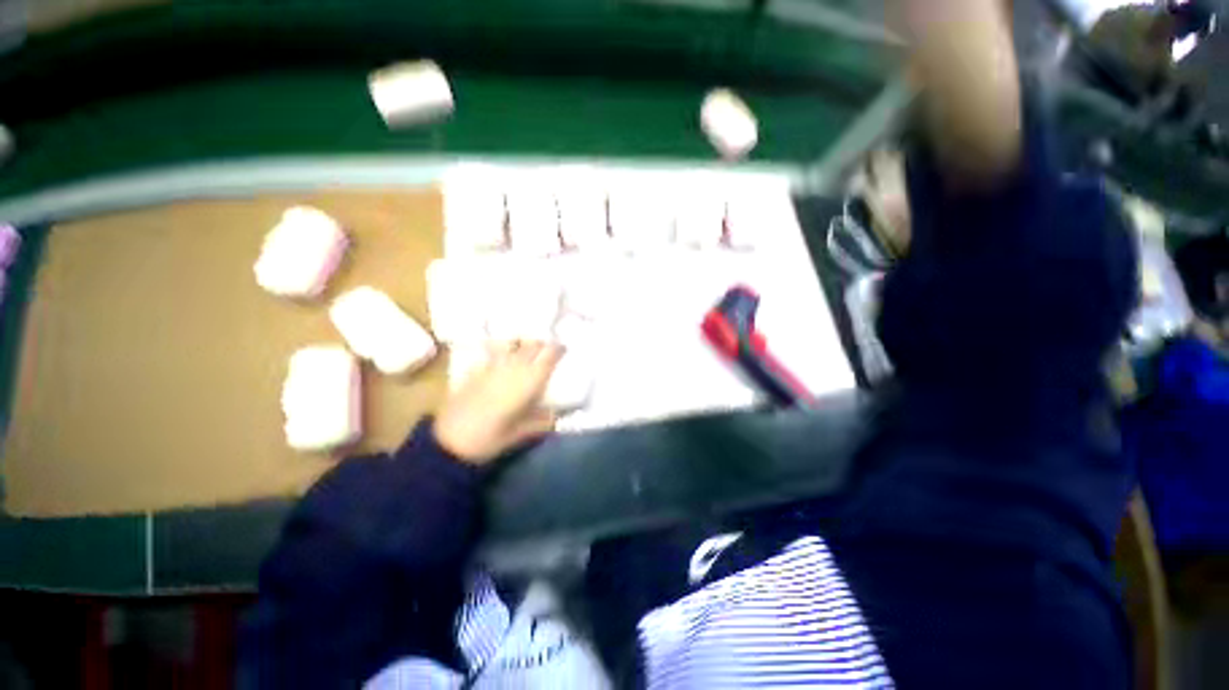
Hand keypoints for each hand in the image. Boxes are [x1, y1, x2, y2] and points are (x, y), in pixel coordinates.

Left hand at [434, 341, 563, 464]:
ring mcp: (493, 365)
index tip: (565, 349)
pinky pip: (493, 350)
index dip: (559, 348)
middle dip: (543, 343)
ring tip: (528, 347)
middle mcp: (513, 367)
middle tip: (550, 348)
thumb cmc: (491, 438)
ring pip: (513, 342)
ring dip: (524, 342)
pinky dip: (502, 347)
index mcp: (529, 381)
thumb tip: (558, 414)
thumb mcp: (522, 433)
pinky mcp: (476, 369)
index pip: (549, 355)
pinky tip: (504, 351)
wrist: (449, 441)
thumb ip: (543, 421)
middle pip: (533, 344)